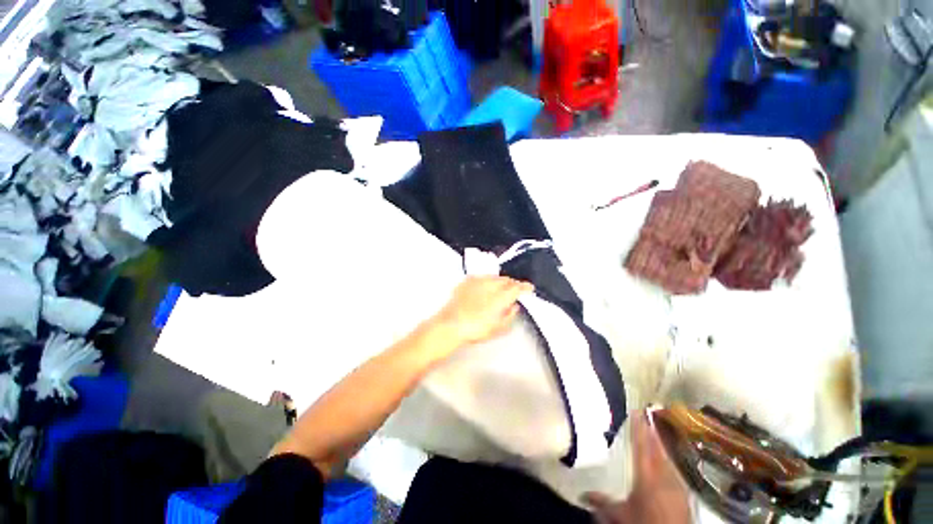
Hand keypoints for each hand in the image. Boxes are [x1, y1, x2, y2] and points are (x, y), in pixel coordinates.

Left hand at [432, 276, 533, 347]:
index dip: (525, 287)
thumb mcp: (497, 328)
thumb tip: (514, 307)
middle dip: (512, 284)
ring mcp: (477, 281)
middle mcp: (490, 285)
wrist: (450, 324)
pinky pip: (482, 277)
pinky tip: (485, 287)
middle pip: (506, 280)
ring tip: (501, 289)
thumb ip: (509, 316)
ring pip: (494, 277)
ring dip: (500, 281)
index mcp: (500, 297)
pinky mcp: (467, 281)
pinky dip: (487, 281)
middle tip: (514, 290)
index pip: (517, 287)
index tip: (529, 288)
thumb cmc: (475, 329)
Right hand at [584, 411, 690, 523]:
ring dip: (661, 444)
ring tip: (656, 432)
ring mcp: (678, 485)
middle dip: (652, 431)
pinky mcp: (686, 495)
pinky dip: (669, 460)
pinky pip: (675, 470)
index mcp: (646, 476)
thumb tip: (582, 494)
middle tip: (648, 414)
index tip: (636, 411)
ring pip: (668, 458)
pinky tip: (667, 461)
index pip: (641, 446)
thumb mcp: (621, 515)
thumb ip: (602, 502)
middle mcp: (664, 476)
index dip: (638, 428)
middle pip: (658, 448)